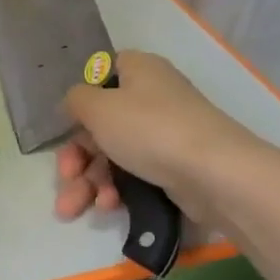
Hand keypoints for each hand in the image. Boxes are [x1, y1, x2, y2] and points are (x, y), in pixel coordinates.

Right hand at [53, 51, 247, 221]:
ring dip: (90, 181)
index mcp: (138, 71)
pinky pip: (134, 175)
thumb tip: (75, 103)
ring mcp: (164, 133)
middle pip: (101, 124)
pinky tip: (109, 206)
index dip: (80, 102)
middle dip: (77, 157)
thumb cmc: (150, 129)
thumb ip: (76, 100)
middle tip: (66, 177)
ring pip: (114, 155)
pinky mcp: (173, 166)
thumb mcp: (99, 107)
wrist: (214, 173)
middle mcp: (152, 97)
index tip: (66, 127)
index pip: (100, 75)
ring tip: (74, 208)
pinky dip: (116, 189)